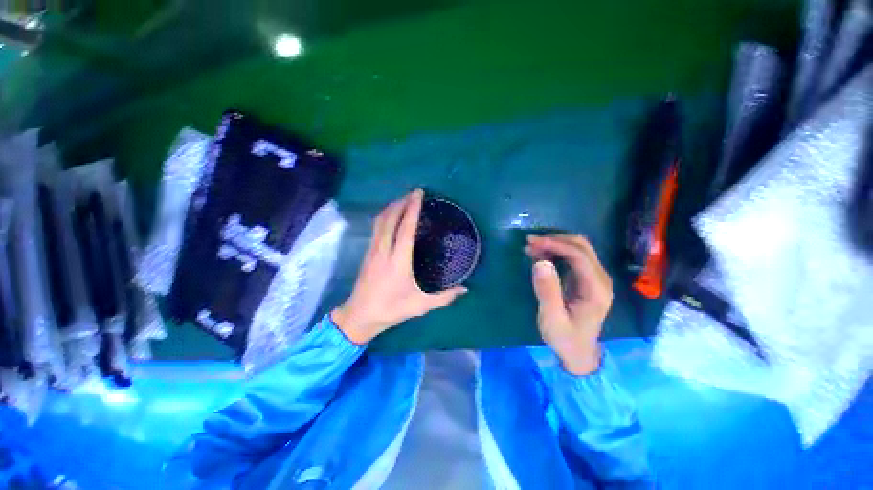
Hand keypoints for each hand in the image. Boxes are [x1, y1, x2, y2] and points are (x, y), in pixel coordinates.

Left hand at [332, 189, 467, 344]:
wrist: (359, 315)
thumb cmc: (391, 309)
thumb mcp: (420, 305)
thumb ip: (444, 297)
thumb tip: (464, 289)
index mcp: (398, 260)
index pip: (405, 228)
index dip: (412, 209)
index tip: (418, 194)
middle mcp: (384, 250)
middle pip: (390, 218)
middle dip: (401, 202)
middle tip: (414, 193)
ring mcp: (373, 250)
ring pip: (380, 221)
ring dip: (391, 207)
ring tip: (403, 200)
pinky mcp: (368, 253)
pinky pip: (376, 227)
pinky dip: (384, 216)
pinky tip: (390, 216)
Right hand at [525, 234, 612, 375]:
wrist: (579, 353)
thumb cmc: (565, 338)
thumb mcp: (552, 319)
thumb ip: (547, 291)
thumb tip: (540, 262)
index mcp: (596, 290)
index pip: (579, 256)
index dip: (555, 245)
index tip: (532, 243)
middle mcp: (601, 279)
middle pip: (581, 246)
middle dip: (554, 240)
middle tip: (530, 243)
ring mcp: (595, 277)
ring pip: (577, 248)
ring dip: (554, 244)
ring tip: (531, 248)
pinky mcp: (586, 278)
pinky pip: (573, 256)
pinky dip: (555, 251)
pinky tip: (539, 255)